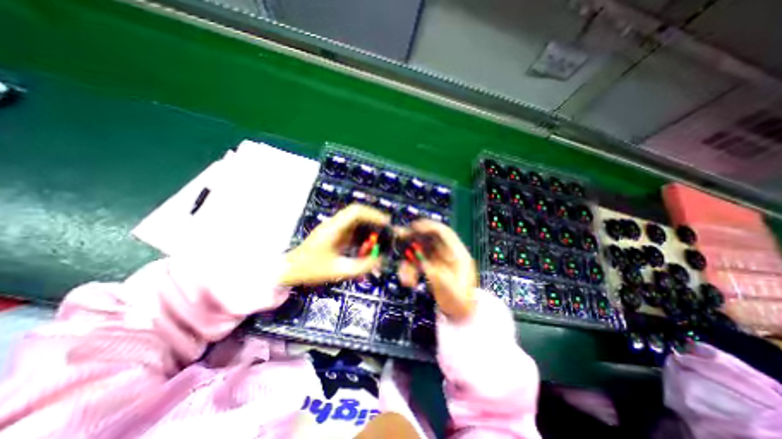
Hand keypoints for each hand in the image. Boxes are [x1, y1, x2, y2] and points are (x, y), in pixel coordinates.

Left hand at [281, 204, 390, 286]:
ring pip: (355, 220)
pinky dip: (362, 235)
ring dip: (368, 227)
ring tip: (379, 238)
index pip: (356, 212)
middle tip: (386, 230)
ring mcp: (333, 228)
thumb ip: (361, 266)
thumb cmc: (310, 269)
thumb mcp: (338, 271)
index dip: (373, 214)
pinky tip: (366, 245)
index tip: (386, 223)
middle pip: (357, 213)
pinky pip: (351, 229)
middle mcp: (334, 224)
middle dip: (374, 220)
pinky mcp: (333, 234)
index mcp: (334, 228)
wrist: (288, 270)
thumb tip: (380, 259)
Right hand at [400, 219, 480, 322]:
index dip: (429, 226)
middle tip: (398, 237)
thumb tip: (422, 263)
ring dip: (408, 260)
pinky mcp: (430, 267)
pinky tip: (407, 282)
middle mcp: (446, 254)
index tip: (414, 227)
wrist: (461, 315)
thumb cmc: (461, 303)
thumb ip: (437, 276)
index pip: (444, 233)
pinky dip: (409, 270)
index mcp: (458, 254)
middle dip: (413, 238)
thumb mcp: (452, 291)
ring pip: (419, 251)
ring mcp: (437, 260)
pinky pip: (416, 263)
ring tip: (405, 278)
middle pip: (428, 239)